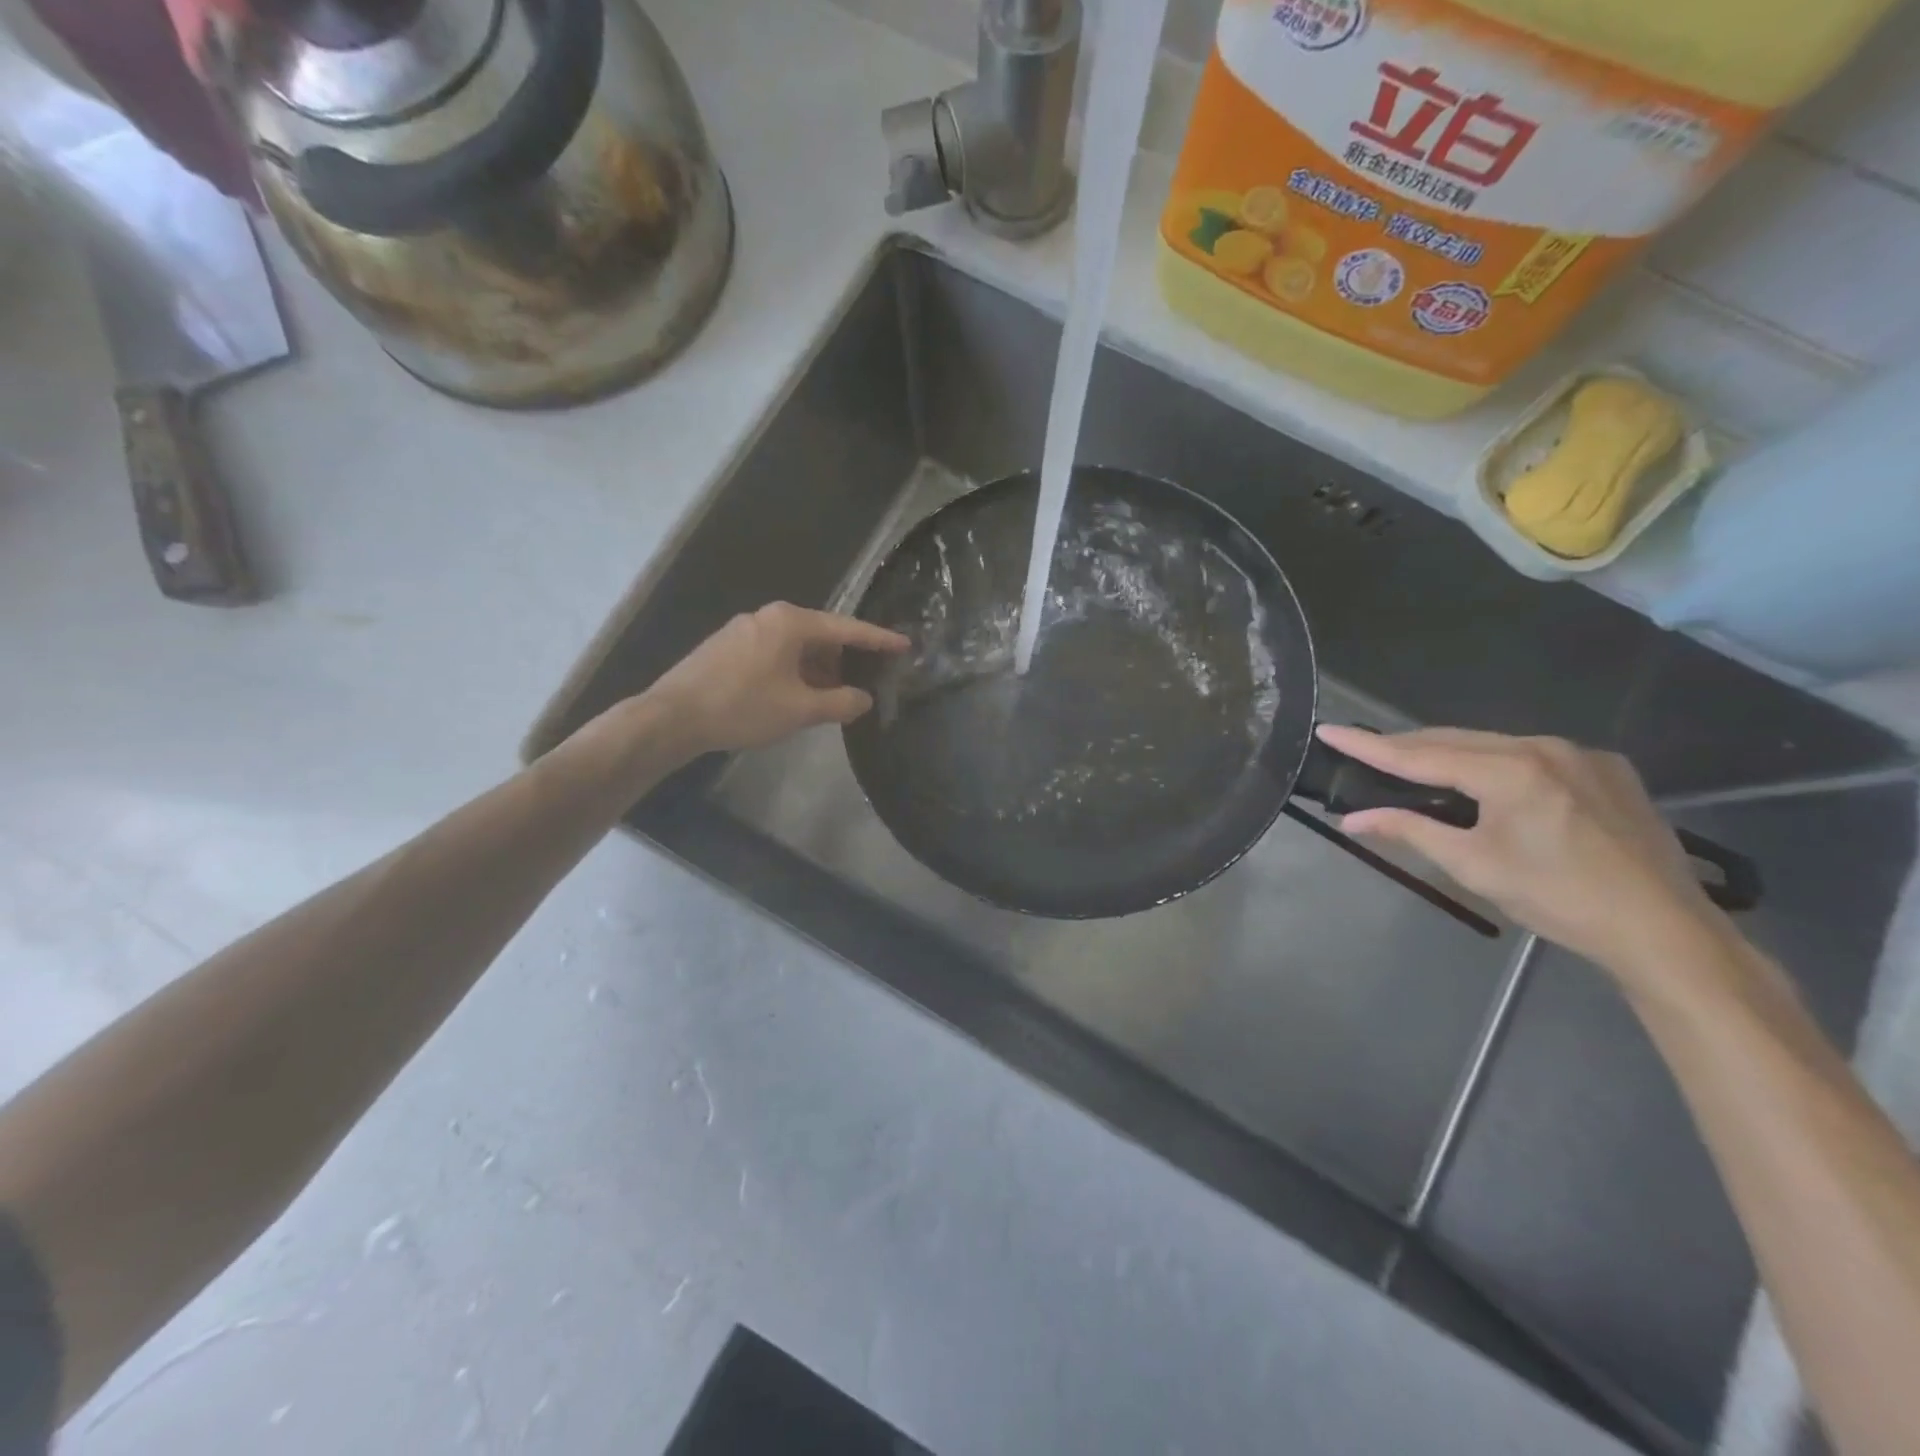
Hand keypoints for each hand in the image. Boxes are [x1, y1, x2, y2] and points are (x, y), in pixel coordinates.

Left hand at [645, 603, 908, 754]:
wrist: (672, 716)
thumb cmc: (742, 707)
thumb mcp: (800, 709)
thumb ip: (841, 703)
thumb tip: (864, 699)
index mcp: (790, 622)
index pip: (847, 628)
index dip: (878, 639)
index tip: (904, 645)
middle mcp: (768, 617)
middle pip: (821, 636)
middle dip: (845, 661)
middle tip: (867, 682)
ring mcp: (745, 630)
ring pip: (796, 648)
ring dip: (819, 671)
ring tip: (833, 698)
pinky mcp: (728, 648)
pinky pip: (775, 654)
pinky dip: (795, 672)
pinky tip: (797, 697)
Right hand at [1316, 724, 1718, 974]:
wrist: (1665, 931)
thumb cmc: (1559, 899)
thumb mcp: (1474, 866)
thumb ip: (1410, 831)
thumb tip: (1353, 819)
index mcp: (1511, 770)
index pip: (1421, 755)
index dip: (1369, 745)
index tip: (1329, 730)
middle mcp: (1545, 747)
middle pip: (1456, 740)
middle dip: (1406, 746)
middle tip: (1363, 749)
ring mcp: (1581, 755)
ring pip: (1494, 745)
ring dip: (1449, 754)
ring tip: (1413, 766)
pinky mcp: (1607, 769)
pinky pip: (1531, 755)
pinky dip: (1494, 762)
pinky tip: (1484, 782)